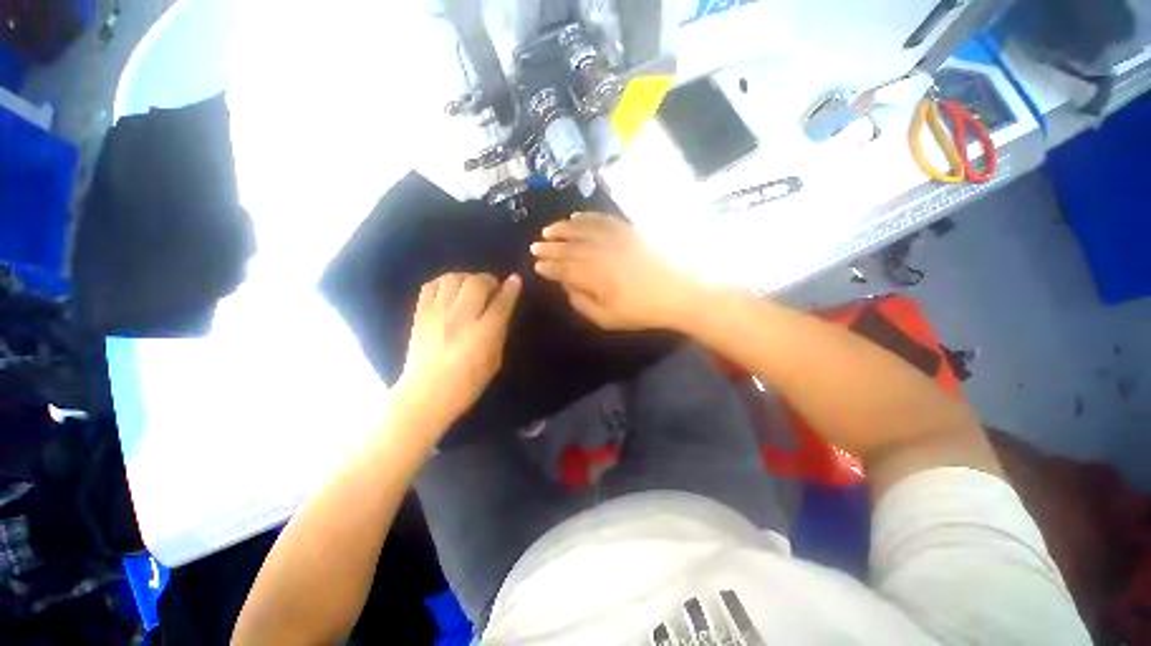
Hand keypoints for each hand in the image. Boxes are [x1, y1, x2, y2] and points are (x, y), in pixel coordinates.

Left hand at [397, 273, 521, 426]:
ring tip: (470, 288)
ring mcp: (437, 314)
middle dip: (488, 280)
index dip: (511, 289)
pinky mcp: (420, 315)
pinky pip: (430, 286)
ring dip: (466, 279)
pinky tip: (449, 291)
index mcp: (483, 334)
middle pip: (476, 283)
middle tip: (492, 289)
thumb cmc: (467, 383)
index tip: (515, 279)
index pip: (500, 303)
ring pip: (452, 279)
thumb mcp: (495, 361)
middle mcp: (460, 318)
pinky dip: (443, 283)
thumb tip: (502, 311)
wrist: (426, 394)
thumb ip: (499, 333)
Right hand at [530, 213, 701, 330]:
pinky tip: (576, 216)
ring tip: (548, 229)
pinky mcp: (627, 229)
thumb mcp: (609, 318)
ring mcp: (614, 238)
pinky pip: (602, 219)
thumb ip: (583, 304)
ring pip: (581, 230)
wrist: (679, 290)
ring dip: (562, 229)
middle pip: (569, 248)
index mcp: (593, 277)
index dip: (549, 268)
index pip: (564, 270)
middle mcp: (599, 253)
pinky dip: (587, 217)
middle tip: (535, 246)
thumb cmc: (643, 310)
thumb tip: (567, 289)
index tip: (537, 266)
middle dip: (550, 248)